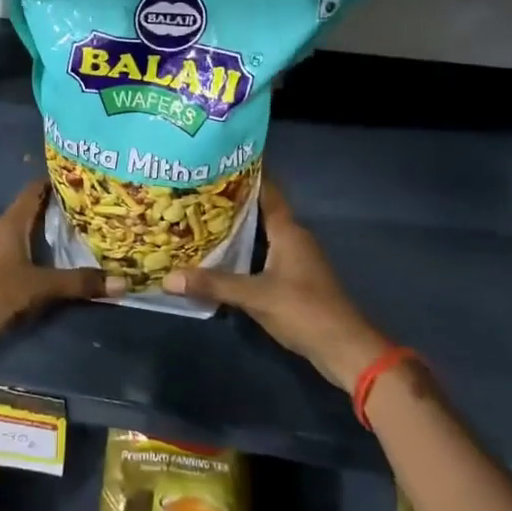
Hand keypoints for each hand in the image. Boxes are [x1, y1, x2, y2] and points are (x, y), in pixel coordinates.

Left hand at [0, 180, 116, 359]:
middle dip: (58, 208)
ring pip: (25, 231)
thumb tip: (122, 283)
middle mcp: (0, 228)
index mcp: (11, 222)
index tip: (83, 180)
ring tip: (79, 233)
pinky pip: (19, 250)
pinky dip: (37, 250)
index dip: (56, 182)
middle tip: (90, 209)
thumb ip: (79, 283)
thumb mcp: (41, 287)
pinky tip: (54, 261)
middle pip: (32, 210)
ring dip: (47, 232)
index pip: (35, 189)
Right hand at [161, 182, 389, 391]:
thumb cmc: (304, 310)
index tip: (216, 161)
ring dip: (234, 228)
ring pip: (259, 234)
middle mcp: (292, 238)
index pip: (267, 190)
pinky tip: (217, 256)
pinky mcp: (292, 280)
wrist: (344, 348)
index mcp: (288, 230)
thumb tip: (168, 278)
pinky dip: (241, 251)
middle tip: (194, 192)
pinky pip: (261, 255)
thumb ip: (213, 284)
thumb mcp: (255, 296)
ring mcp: (294, 259)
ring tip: (197, 219)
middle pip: (259, 210)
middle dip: (229, 201)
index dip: (245, 174)